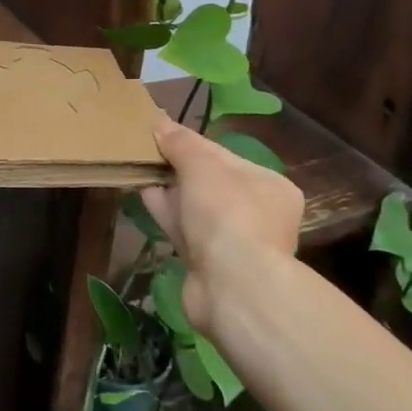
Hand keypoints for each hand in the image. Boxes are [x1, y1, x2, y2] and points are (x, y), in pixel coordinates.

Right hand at [140, 115, 302, 332]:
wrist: (233, 288)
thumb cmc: (228, 214)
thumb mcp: (202, 165)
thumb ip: (181, 142)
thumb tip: (160, 123)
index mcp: (270, 186)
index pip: (225, 156)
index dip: (192, 144)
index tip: (162, 134)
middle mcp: (259, 214)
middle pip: (211, 183)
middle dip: (179, 168)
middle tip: (149, 151)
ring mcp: (235, 243)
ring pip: (196, 208)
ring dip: (170, 190)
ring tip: (141, 169)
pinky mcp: (211, 265)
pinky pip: (186, 230)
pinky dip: (168, 213)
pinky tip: (145, 194)